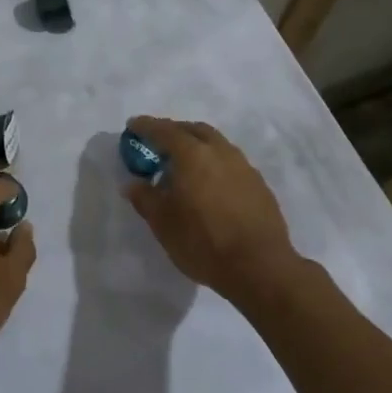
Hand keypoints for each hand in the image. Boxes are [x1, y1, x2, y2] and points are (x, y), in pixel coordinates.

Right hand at [123, 116, 300, 304]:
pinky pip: (230, 163)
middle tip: (158, 144)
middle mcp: (220, 151)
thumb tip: (133, 184)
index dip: (145, 126)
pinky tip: (208, 185)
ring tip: (183, 166)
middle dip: (174, 131)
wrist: (259, 266)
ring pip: (216, 144)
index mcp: (192, 154)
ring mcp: (243, 166)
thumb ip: (145, 198)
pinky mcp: (258, 184)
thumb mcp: (163, 223)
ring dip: (197, 146)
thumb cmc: (203, 242)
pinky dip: (214, 163)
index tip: (132, 126)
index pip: (164, 130)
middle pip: (194, 130)